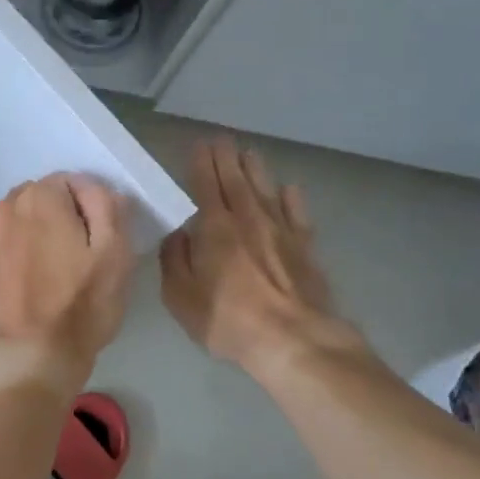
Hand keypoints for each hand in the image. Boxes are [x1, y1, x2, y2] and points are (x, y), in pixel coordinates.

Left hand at [0, 174, 133, 395]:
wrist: (26, 358)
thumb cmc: (78, 305)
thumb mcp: (114, 252)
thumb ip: (107, 206)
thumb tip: (93, 188)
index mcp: (38, 197)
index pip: (71, 182)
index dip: (92, 209)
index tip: (101, 242)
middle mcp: (5, 209)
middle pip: (43, 201)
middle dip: (63, 219)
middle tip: (82, 259)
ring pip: (23, 226)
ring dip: (40, 239)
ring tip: (58, 277)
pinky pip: (8, 252)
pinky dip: (22, 261)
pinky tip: (35, 291)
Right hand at [160, 137, 367, 377]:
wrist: (293, 340)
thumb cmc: (228, 319)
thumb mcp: (181, 295)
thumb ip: (174, 259)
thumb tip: (176, 233)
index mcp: (214, 228)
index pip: (206, 185)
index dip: (201, 163)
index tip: (199, 145)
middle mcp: (248, 220)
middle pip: (236, 180)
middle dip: (227, 158)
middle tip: (222, 139)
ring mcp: (280, 232)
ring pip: (266, 191)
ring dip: (256, 171)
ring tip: (250, 154)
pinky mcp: (305, 249)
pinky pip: (297, 215)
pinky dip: (292, 200)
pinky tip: (289, 189)